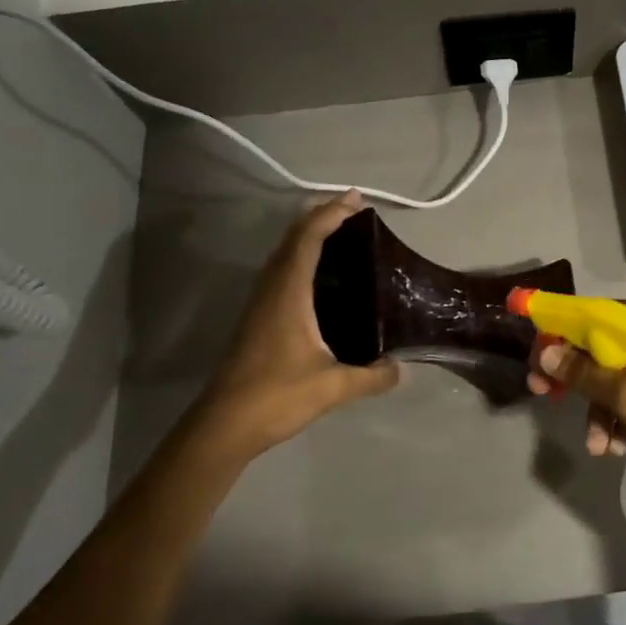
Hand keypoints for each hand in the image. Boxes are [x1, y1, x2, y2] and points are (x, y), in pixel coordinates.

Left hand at [194, 191, 400, 455]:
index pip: (309, 239)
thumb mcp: (333, 386)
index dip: (331, 214)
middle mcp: (271, 289)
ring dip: (307, 235)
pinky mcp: (257, 319)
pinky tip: (318, 276)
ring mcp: (260, 303)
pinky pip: (280, 272)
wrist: (223, 425)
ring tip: (338, 232)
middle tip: (351, 209)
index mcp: (288, 292)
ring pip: (283, 254)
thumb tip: (402, 369)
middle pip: (293, 238)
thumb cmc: (276, 396)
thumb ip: (371, 377)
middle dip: (320, 216)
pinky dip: (300, 257)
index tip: (355, 200)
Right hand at [528, 298, 625, 496]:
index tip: (531, 361)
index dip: (553, 332)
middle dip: (574, 377)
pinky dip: (622, 410)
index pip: (586, 312)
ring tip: (599, 447)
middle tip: (545, 398)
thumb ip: (584, 373)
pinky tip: (619, 445)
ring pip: (615, 368)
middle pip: (598, 341)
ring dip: (599, 406)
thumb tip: (544, 349)